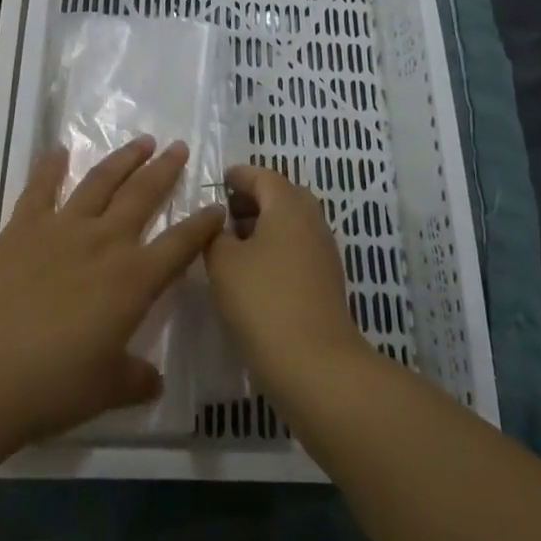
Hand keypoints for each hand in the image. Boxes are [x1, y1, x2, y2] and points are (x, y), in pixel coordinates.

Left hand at [0, 138, 224, 447]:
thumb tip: (153, 379)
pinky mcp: (22, 227)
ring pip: (101, 182)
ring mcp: (62, 228)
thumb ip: (135, 379)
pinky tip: (58, 150)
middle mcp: (105, 242)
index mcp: (134, 280)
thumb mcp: (105, 390)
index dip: (202, 225)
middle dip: (165, 170)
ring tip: (141, 142)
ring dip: (123, 159)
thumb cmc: (52, 387)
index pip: (180, 244)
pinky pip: (41, 188)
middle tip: (179, 147)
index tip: (217, 206)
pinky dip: (49, 167)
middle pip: (143, 195)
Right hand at [204, 165, 367, 392]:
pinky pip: (296, 250)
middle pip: (280, 197)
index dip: (237, 176)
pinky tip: (251, 273)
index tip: (216, 183)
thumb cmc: (263, 300)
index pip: (262, 175)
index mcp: (288, 205)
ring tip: (230, 245)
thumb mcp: (223, 262)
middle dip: (250, 201)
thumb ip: (215, 235)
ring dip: (261, 227)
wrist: (314, 364)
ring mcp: (323, 252)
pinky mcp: (325, 282)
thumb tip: (220, 226)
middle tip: (221, 215)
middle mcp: (312, 220)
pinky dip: (274, 250)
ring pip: (289, 225)